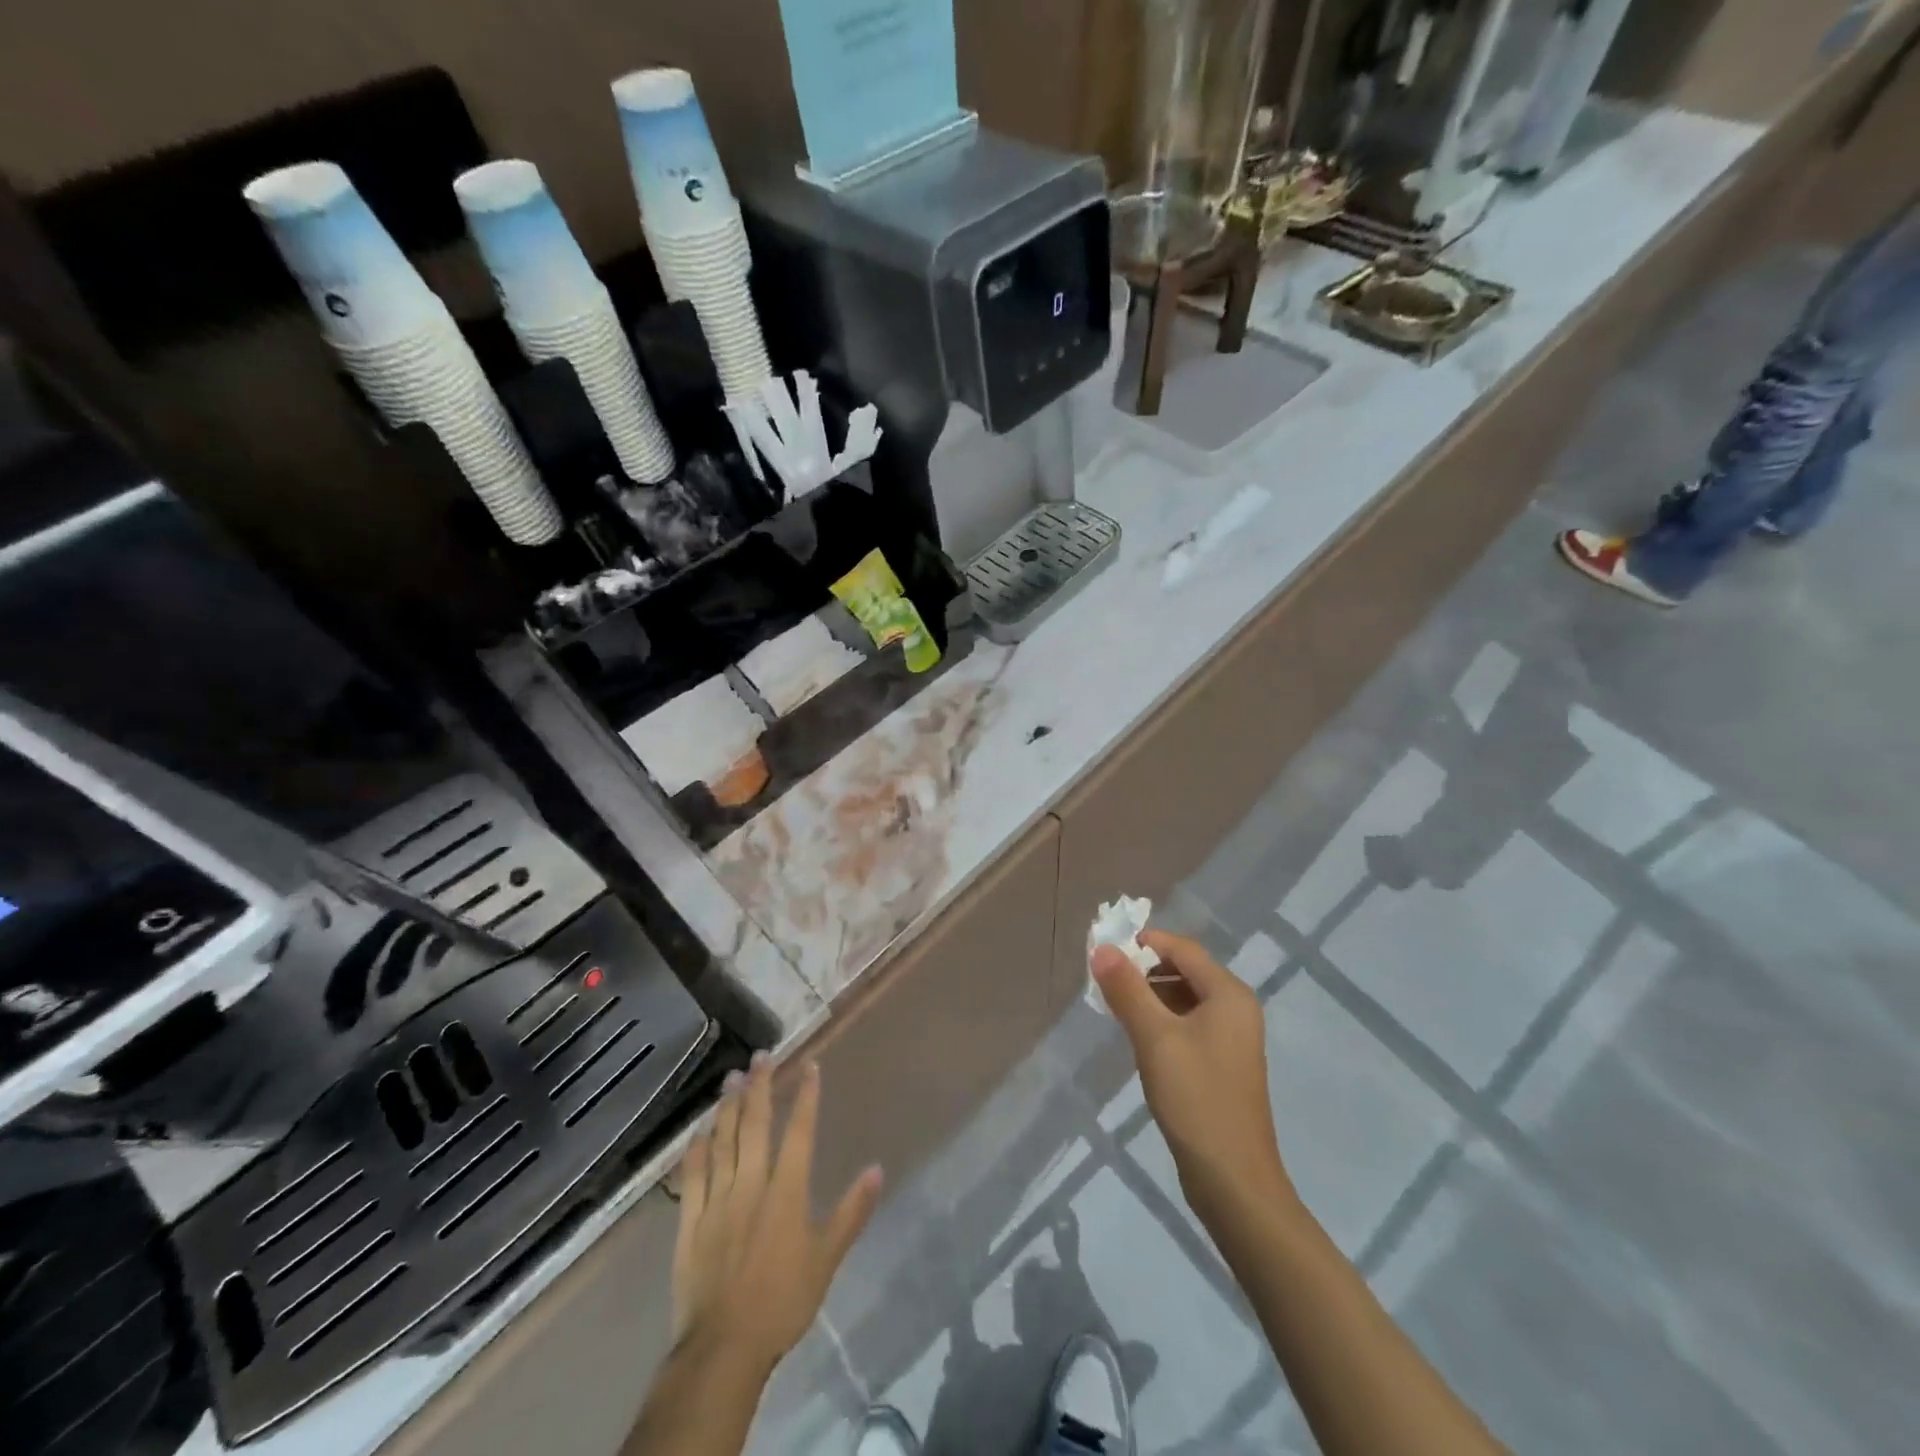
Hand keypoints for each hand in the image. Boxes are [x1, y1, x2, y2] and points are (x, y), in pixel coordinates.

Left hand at [670, 1055, 882, 1375]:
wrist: (724, 1348)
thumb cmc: (782, 1301)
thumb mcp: (827, 1259)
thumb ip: (851, 1212)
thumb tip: (877, 1169)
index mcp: (785, 1191)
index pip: (798, 1131)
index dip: (805, 1096)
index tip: (808, 1065)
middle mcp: (750, 1184)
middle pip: (754, 1125)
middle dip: (759, 1086)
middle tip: (761, 1056)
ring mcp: (716, 1200)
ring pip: (722, 1142)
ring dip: (727, 1107)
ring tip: (731, 1078)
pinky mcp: (690, 1222)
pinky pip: (692, 1177)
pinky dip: (695, 1150)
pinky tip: (698, 1131)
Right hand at [1092, 931, 1293, 1224]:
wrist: (1233, 1181)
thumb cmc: (1195, 1098)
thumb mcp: (1155, 1038)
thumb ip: (1127, 989)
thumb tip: (1102, 948)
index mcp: (1228, 994)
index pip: (1182, 949)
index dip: (1144, 943)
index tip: (1105, 950)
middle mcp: (1235, 1008)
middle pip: (1184, 971)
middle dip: (1143, 970)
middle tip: (1104, 980)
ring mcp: (1232, 1038)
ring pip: (1184, 999)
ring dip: (1150, 996)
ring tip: (1113, 1006)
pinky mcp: (1222, 1064)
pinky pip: (1188, 1025)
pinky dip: (1161, 1021)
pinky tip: (1137, 1037)